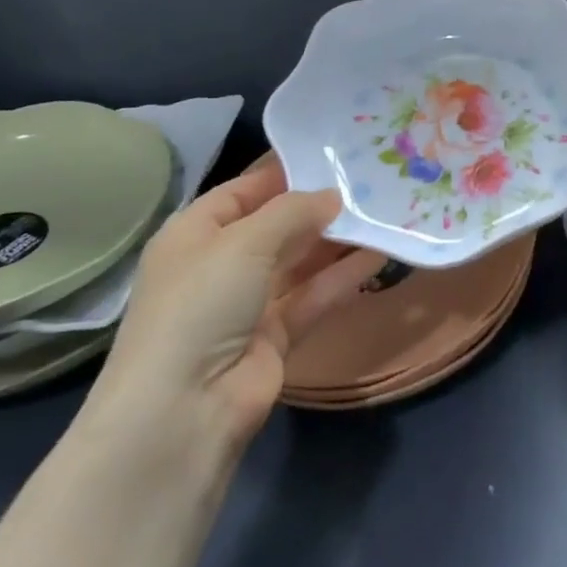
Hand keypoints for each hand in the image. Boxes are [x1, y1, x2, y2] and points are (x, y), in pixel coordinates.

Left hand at [80, 154, 382, 454]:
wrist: (184, 410)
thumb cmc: (202, 303)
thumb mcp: (244, 242)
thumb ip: (293, 212)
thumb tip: (332, 196)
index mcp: (195, 233)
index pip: (243, 192)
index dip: (284, 174)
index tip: (331, 157)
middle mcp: (220, 264)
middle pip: (276, 226)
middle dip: (317, 207)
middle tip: (368, 183)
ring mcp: (247, 303)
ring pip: (299, 262)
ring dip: (336, 241)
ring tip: (381, 214)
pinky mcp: (275, 336)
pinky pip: (312, 296)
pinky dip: (342, 277)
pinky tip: (378, 255)